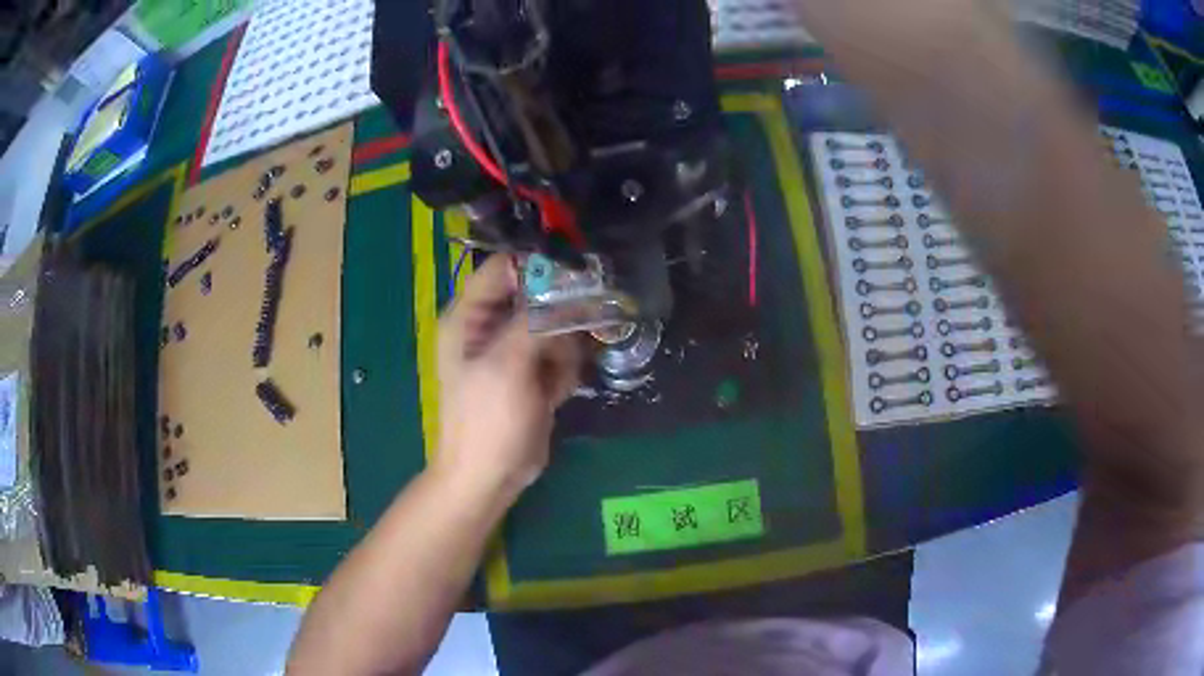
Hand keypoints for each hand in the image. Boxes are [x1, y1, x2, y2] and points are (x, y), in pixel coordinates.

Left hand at [433, 255, 582, 499]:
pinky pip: (561, 353)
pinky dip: (563, 371)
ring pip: (556, 326)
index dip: (538, 266)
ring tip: (553, 379)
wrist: (490, 477)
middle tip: (566, 341)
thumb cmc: (487, 420)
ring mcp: (513, 350)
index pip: (505, 267)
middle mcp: (490, 326)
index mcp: (470, 316)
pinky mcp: (533, 372)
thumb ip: (537, 320)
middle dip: (558, 319)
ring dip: (563, 351)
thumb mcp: (508, 364)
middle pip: (537, 295)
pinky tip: (554, 394)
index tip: (575, 275)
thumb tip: (572, 287)